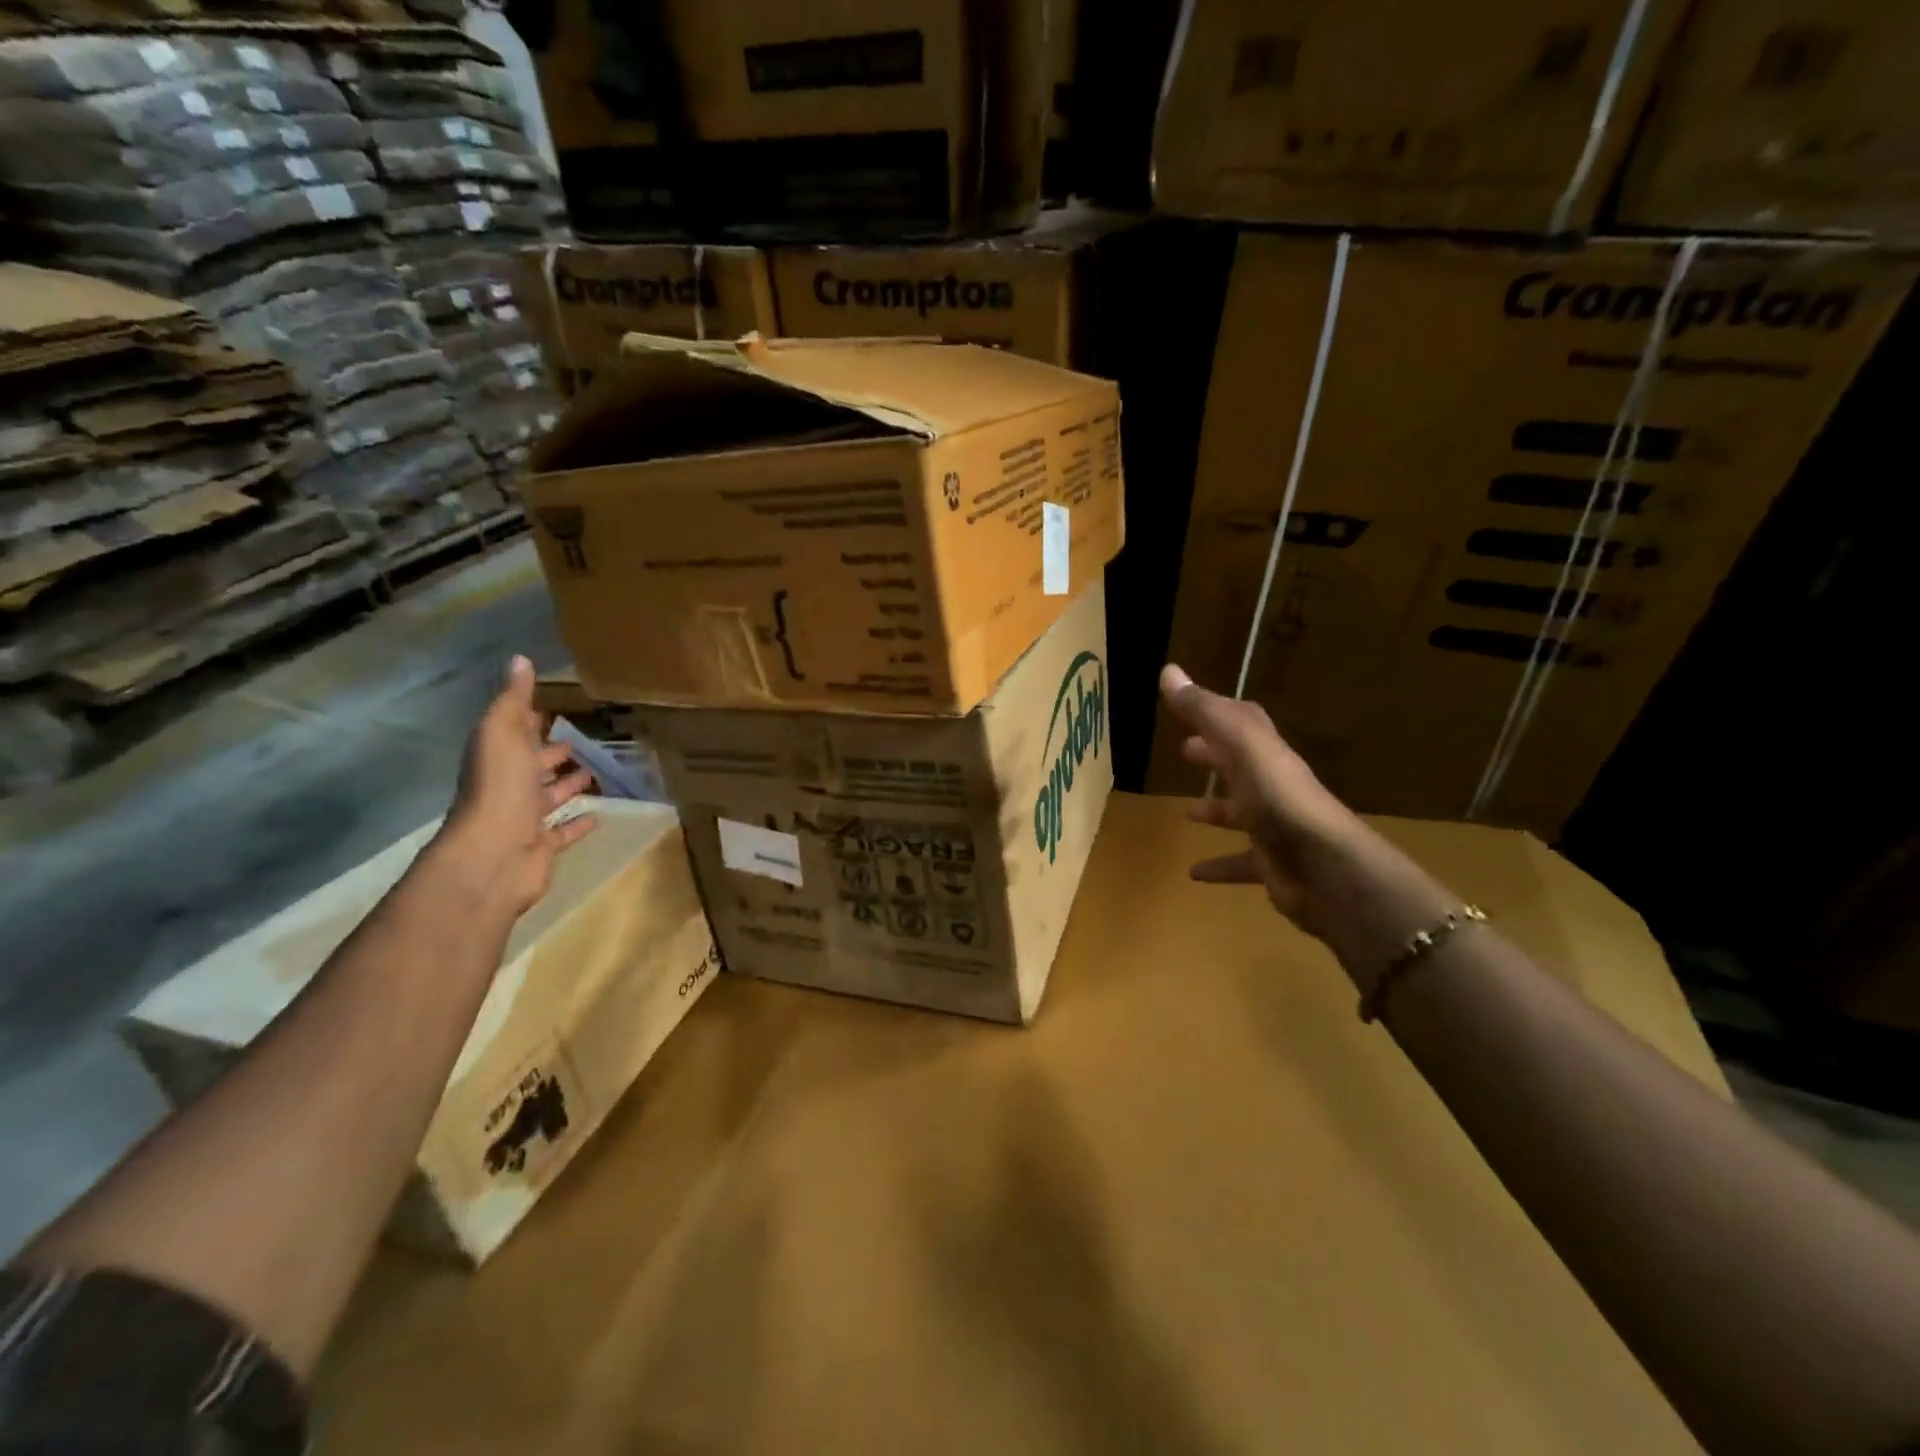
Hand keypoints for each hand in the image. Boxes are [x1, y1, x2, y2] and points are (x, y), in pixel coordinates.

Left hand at [437, 656, 596, 917]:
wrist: (493, 854)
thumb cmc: (499, 788)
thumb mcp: (502, 733)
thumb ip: (513, 700)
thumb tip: (519, 659)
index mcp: (497, 757)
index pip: (514, 733)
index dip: (529, 720)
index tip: (550, 709)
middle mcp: (508, 787)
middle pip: (531, 766)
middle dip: (550, 754)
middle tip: (576, 742)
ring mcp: (525, 819)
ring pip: (548, 798)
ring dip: (567, 786)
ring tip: (594, 772)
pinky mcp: (542, 846)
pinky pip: (563, 831)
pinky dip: (579, 823)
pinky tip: (599, 815)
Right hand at [1159, 664, 1453, 990]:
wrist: (1326, 869)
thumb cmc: (1280, 801)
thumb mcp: (1241, 746)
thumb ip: (1206, 711)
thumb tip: (1168, 671)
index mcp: (1266, 755)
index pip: (1242, 722)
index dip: (1215, 711)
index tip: (1184, 704)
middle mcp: (1273, 787)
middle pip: (1240, 765)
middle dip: (1214, 755)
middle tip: (1185, 751)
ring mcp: (1275, 827)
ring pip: (1241, 814)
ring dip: (1215, 810)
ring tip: (1185, 813)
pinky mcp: (1272, 864)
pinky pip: (1240, 863)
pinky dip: (1219, 866)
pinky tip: (1195, 873)